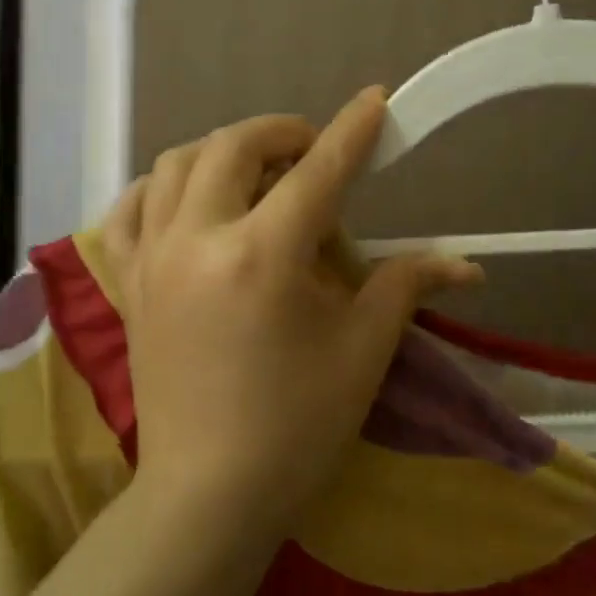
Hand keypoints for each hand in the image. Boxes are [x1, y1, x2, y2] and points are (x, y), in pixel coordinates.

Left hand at [104, 88, 483, 533]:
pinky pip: (130, 209)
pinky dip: (161, 188)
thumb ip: (406, 286)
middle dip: (281, 132)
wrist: (208, 496)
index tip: (374, 100)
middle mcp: (199, 239)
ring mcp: (154, 258)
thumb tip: (466, 266)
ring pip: (176, 163)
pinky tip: (188, 200)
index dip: (351, 130)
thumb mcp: (363, 350)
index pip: (317, 171)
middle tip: (313, 150)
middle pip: (235, 146)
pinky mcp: (129, 283)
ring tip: (257, 174)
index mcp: (263, 255)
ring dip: (222, 151)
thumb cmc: (296, 426)